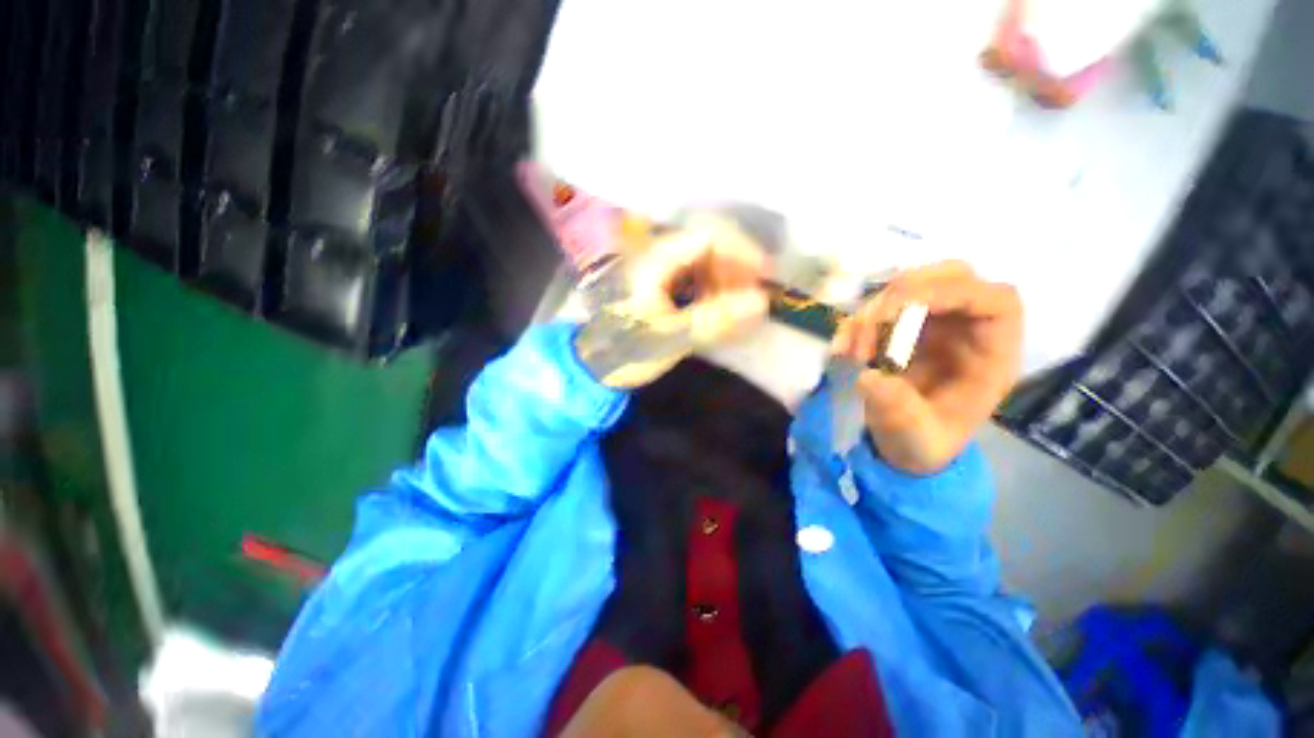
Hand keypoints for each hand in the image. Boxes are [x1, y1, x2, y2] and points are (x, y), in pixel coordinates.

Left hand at [575, 217, 768, 387]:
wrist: (593, 365)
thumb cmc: (626, 351)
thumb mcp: (671, 338)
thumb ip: (715, 320)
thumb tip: (761, 303)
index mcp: (652, 260)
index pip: (707, 236)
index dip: (742, 252)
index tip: (765, 276)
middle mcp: (653, 253)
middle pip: (706, 243)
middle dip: (735, 266)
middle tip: (753, 294)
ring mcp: (654, 265)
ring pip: (700, 258)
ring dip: (724, 276)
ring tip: (737, 303)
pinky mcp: (656, 280)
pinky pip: (691, 272)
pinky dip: (710, 285)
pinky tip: (717, 304)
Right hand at [832, 261, 1022, 474]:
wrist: (904, 444)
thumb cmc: (924, 443)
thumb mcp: (916, 438)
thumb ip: (898, 410)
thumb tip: (870, 377)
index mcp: (989, 356)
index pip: (995, 302)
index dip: (954, 292)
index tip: (903, 310)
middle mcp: (966, 331)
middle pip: (952, 277)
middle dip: (906, 293)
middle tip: (872, 324)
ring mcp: (933, 325)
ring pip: (910, 287)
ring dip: (873, 312)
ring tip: (852, 352)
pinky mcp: (902, 328)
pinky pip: (879, 308)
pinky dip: (856, 323)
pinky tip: (841, 349)